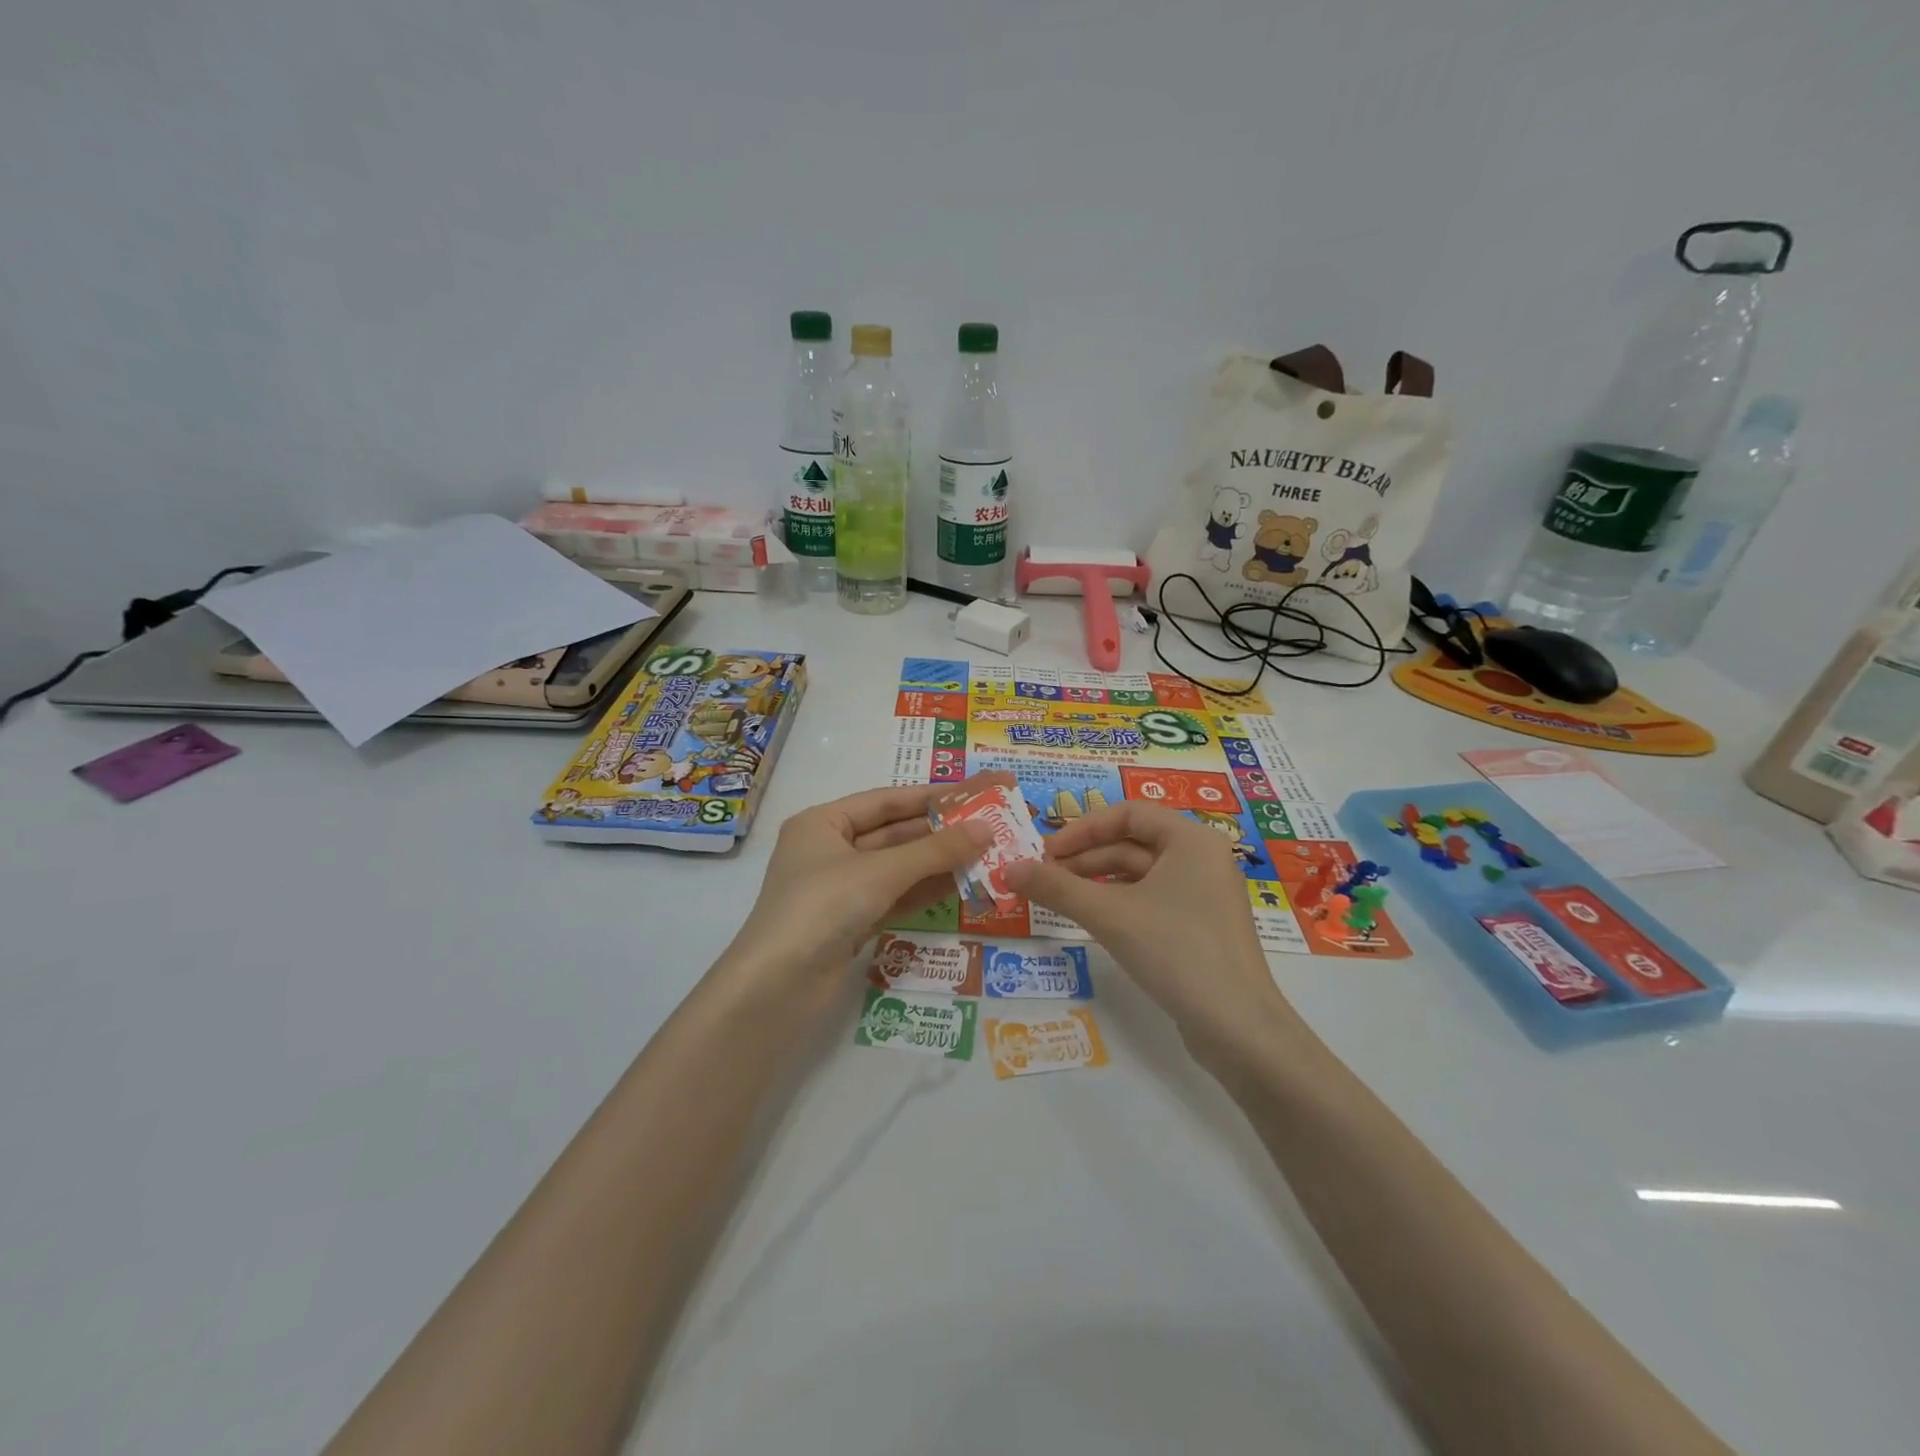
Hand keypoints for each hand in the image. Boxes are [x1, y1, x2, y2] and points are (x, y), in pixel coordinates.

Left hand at [718, 785, 989, 1003]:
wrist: (776, 989)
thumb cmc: (822, 908)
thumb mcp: (881, 872)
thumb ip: (936, 851)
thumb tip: (987, 829)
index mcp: (822, 823)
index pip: (884, 800)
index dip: (929, 797)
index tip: (973, 793)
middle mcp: (828, 851)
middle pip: (892, 834)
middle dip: (938, 833)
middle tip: (988, 828)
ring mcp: (838, 890)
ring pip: (896, 869)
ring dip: (936, 864)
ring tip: (985, 855)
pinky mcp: (849, 924)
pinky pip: (893, 898)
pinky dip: (923, 892)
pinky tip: (960, 886)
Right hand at [1004, 802, 1288, 1040]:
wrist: (1238, 1028)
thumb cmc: (1176, 952)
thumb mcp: (1109, 915)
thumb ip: (1056, 888)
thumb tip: (1007, 868)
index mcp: (1191, 839)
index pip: (1127, 814)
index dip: (1082, 829)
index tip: (1046, 852)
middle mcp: (1202, 857)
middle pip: (1133, 843)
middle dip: (1085, 857)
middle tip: (1044, 876)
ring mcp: (1205, 894)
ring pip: (1141, 873)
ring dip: (1098, 881)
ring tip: (1059, 897)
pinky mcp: (1201, 926)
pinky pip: (1152, 899)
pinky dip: (1119, 902)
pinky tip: (1093, 918)